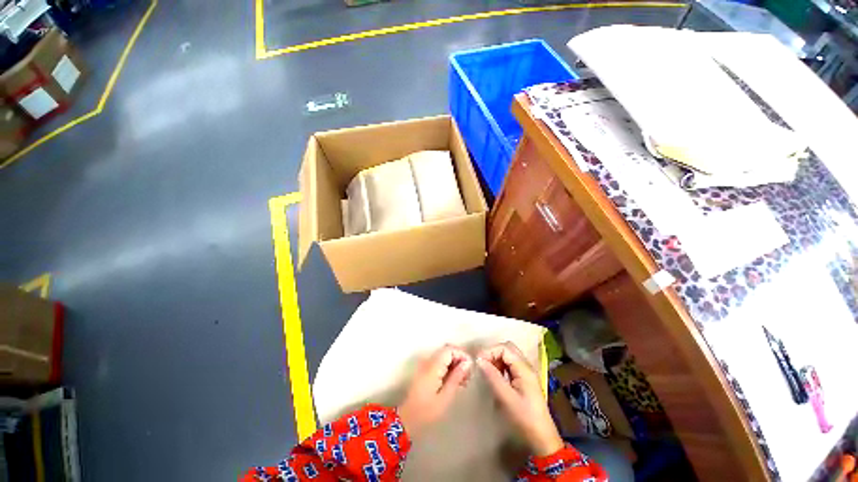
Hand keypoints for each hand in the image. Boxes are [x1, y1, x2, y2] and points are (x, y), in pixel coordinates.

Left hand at [398, 344, 472, 437]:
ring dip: (454, 364)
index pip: (449, 349)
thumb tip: (467, 363)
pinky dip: (448, 367)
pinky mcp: (424, 370)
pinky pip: (439, 362)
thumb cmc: (427, 411)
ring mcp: (425, 364)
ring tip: (463, 381)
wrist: (407, 420)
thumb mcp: (445, 397)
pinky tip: (454, 381)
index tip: (470, 369)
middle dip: (459, 359)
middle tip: (467, 376)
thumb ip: (456, 377)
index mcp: (433, 366)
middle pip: (447, 351)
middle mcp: (428, 361)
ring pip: (444, 356)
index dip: (462, 355)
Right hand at [477, 342, 563, 456]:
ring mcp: (526, 373)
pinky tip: (495, 376)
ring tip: (487, 370)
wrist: (542, 438)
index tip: (478, 361)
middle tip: (482, 364)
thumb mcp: (506, 398)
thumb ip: (493, 376)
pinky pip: (510, 365)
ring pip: (509, 356)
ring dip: (496, 359)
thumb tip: (479, 360)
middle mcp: (526, 366)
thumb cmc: (524, 418)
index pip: (504, 348)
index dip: (490, 351)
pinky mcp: (524, 380)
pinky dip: (500, 366)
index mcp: (524, 369)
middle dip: (493, 353)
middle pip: (508, 348)